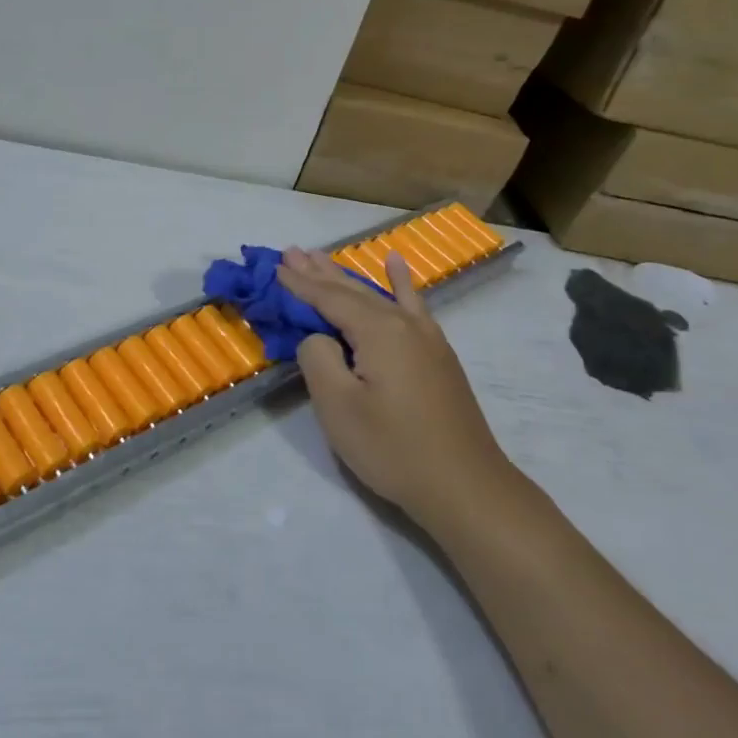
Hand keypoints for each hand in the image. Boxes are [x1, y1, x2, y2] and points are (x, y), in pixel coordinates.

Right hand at [279, 247, 515, 534]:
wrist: (464, 486)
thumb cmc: (393, 448)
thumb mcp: (338, 406)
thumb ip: (318, 358)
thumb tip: (318, 337)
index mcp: (378, 331)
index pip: (329, 298)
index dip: (299, 284)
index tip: (273, 266)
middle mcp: (403, 323)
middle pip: (352, 290)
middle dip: (319, 272)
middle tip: (291, 251)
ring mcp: (425, 337)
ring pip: (378, 295)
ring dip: (347, 276)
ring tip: (322, 256)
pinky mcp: (437, 355)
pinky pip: (412, 305)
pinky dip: (400, 282)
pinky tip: (396, 263)